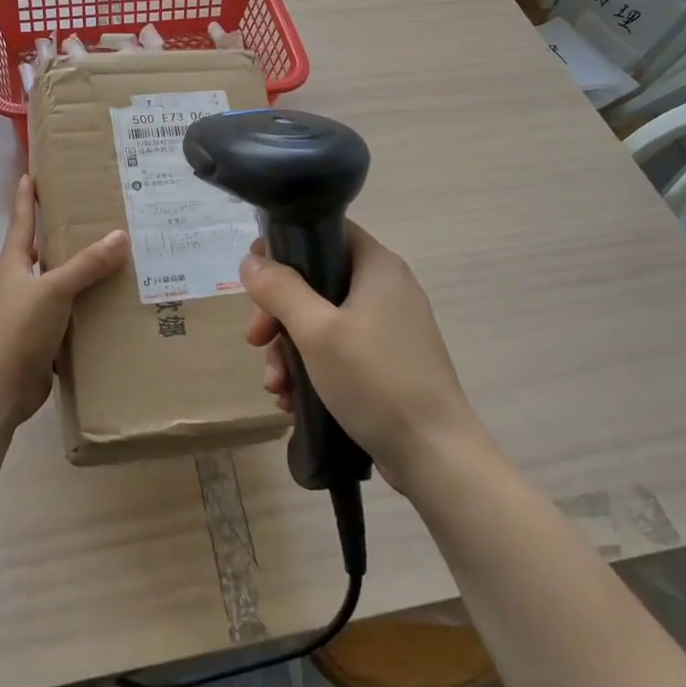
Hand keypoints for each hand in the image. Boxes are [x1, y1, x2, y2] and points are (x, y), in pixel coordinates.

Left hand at [0, 175, 129, 424]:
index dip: (26, 199)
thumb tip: (119, 235)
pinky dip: (80, 308)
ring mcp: (25, 313)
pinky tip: (103, 307)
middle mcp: (16, 285)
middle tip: (83, 220)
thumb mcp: (54, 290)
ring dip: (72, 275)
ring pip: (51, 285)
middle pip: (35, 253)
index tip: (29, 174)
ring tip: (104, 262)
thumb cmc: (19, 328)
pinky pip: (63, 316)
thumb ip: (86, 265)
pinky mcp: (37, 339)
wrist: (0, 386)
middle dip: (54, 237)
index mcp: (12, 265)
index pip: (21, 223)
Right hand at [240, 224, 495, 488]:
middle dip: (278, 314)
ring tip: (276, 386)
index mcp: (377, 267)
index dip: (285, 246)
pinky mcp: (387, 363)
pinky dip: (312, 369)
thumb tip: (251, 261)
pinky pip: (338, 351)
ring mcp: (389, 328)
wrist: (434, 454)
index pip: (325, 232)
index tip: (255, 278)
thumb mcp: (316, 331)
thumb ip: (280, 290)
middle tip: (256, 340)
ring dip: (290, 350)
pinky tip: (293, 401)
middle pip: (316, 281)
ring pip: (322, 321)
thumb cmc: (375, 380)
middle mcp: (386, 289)